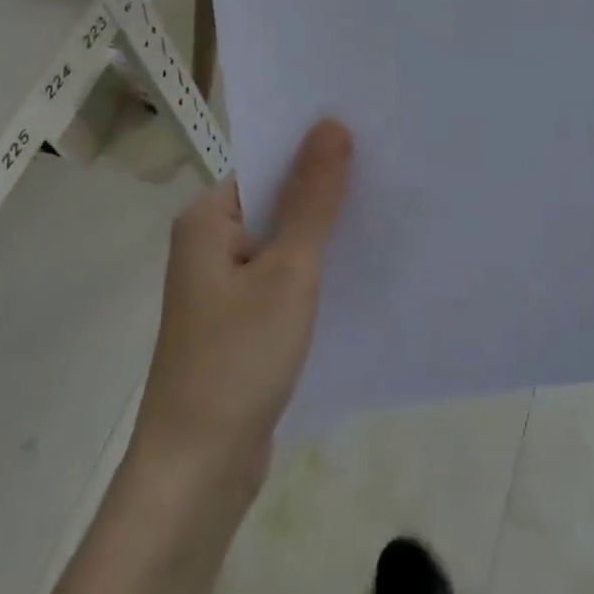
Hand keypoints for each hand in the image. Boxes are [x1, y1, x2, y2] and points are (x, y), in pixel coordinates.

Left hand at [133, 119, 353, 498]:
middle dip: (329, 189)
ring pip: (286, 241)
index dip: (316, 149)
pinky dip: (318, 270)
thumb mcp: (287, 271)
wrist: (199, 470)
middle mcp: (211, 244)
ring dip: (327, 231)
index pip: (268, 163)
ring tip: (390, 210)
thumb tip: (331, 124)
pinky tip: (363, 266)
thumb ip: (312, 199)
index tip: (372, 136)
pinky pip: (286, 277)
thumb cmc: (238, 359)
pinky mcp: (244, 320)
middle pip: (278, 200)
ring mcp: (227, 285)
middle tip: (394, 169)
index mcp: (208, 219)